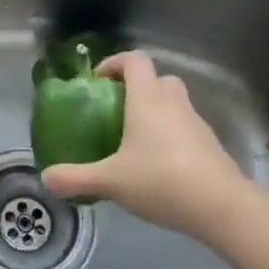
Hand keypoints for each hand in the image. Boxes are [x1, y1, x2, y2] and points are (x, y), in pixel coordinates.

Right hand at [41, 51, 262, 243]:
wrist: (222, 207)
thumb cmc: (161, 180)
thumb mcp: (111, 181)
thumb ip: (77, 178)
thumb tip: (46, 178)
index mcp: (147, 99)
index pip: (135, 60)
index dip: (115, 63)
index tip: (99, 81)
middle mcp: (173, 103)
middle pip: (158, 79)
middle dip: (138, 88)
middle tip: (118, 110)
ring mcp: (196, 123)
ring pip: (175, 104)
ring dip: (157, 112)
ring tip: (136, 141)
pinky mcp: (211, 146)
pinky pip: (187, 129)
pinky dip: (172, 137)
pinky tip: (160, 166)